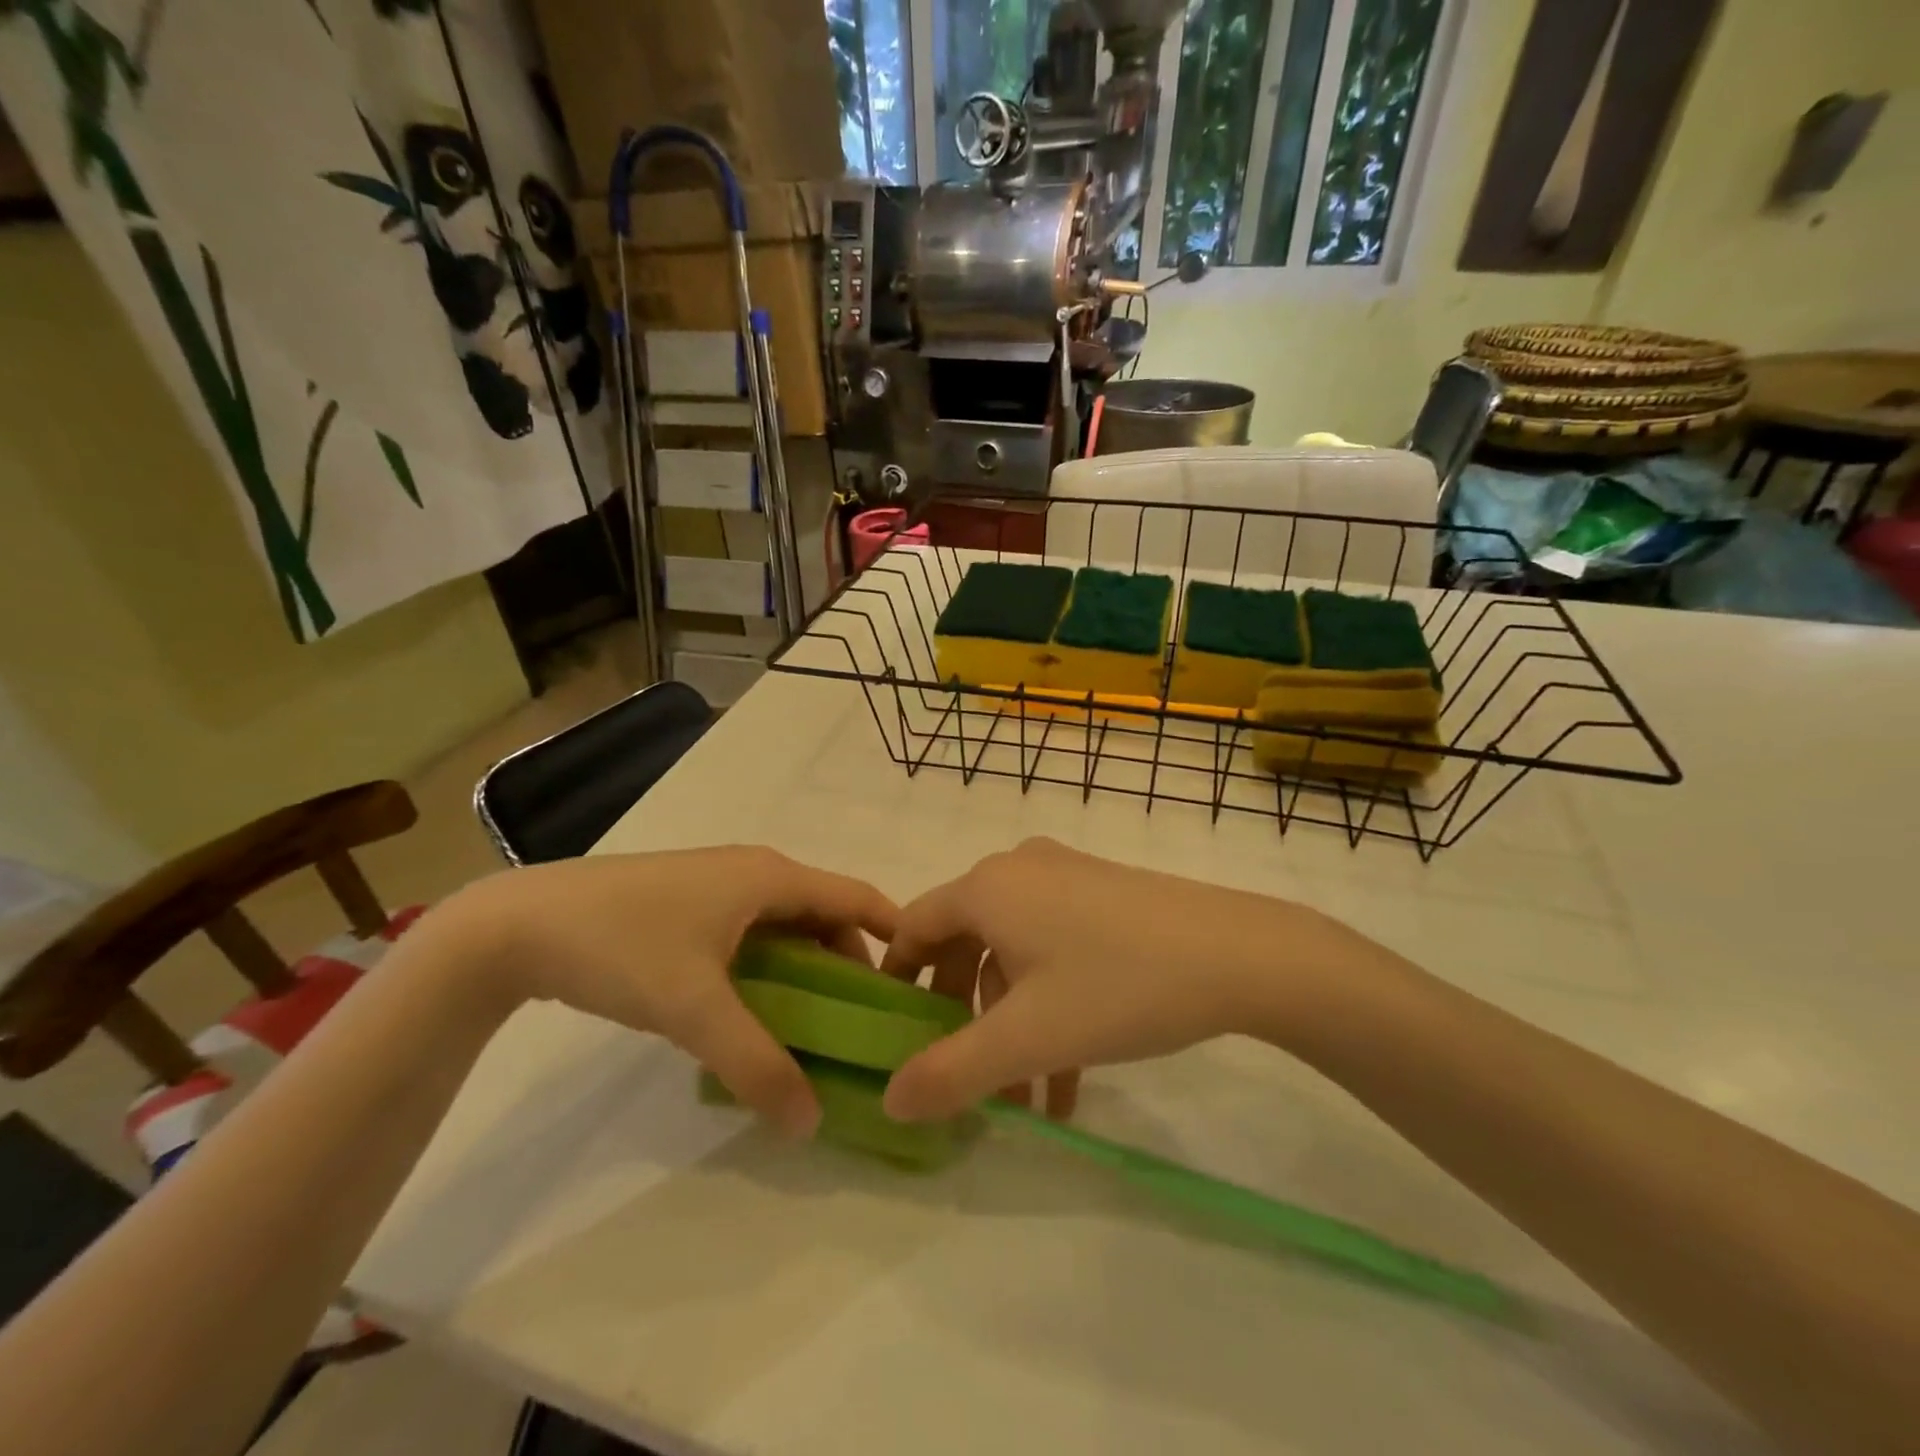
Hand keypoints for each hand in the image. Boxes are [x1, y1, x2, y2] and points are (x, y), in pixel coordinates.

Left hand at [449, 848, 896, 1136]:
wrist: (518, 926)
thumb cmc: (623, 947)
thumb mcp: (694, 1009)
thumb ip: (757, 1064)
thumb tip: (811, 1121)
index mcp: (771, 877)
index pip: (857, 896)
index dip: (896, 933)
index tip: (922, 982)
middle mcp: (754, 873)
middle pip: (825, 915)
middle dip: (851, 965)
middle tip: (865, 1025)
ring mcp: (719, 887)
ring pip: (786, 927)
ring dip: (808, 969)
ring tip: (818, 1026)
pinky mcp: (689, 907)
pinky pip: (753, 934)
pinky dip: (771, 968)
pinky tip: (757, 1010)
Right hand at [879, 838, 1375, 1121]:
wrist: (1239, 955)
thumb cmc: (1118, 986)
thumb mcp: (1027, 1038)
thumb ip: (950, 1073)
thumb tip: (889, 1101)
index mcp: (987, 888)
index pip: (913, 927)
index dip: (896, 979)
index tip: (890, 1030)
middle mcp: (1018, 871)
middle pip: (964, 944)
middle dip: (962, 1019)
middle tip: (962, 1077)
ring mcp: (1065, 878)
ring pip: (1014, 955)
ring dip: (1012, 1026)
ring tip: (1027, 1104)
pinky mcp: (1102, 896)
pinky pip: (1053, 948)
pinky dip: (1050, 1006)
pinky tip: (1070, 1077)